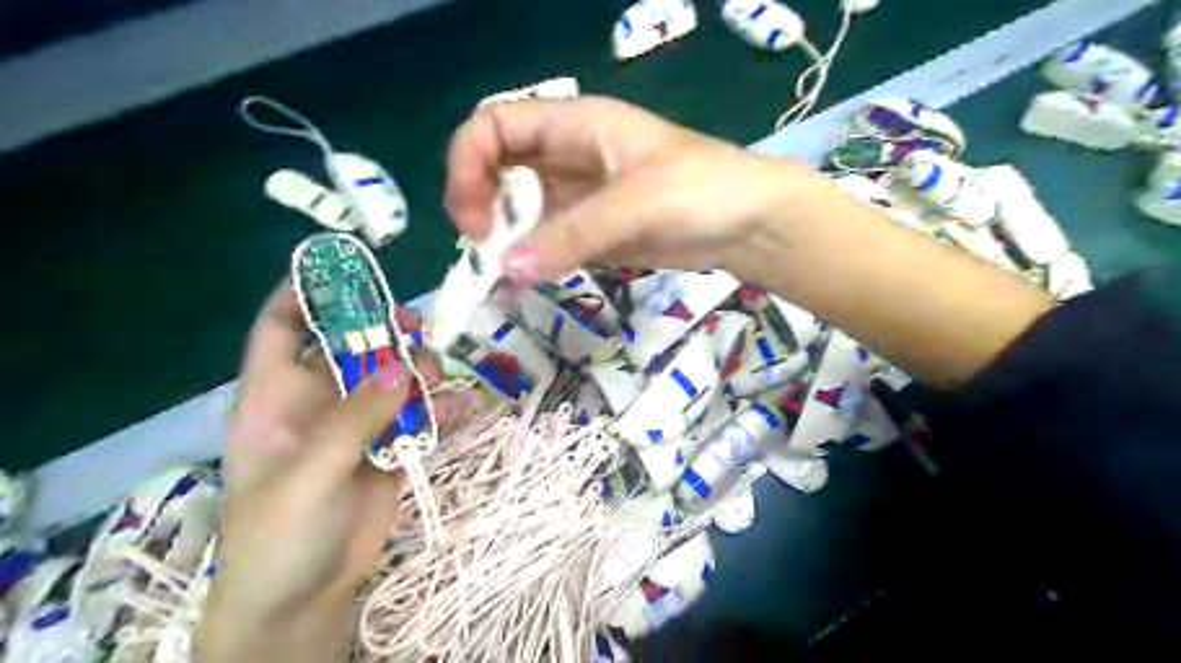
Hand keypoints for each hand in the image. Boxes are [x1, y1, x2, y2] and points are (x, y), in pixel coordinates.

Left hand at [200, 283, 439, 662]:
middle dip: (381, 330)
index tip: (344, 269)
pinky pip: (419, 413)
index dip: (303, 293)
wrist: (306, 598)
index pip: (281, 328)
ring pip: (392, 376)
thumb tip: (401, 369)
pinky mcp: (390, 445)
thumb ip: (354, 419)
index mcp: (277, 397)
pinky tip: (465, 405)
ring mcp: (358, 423)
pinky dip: (443, 407)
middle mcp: (319, 401)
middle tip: (415, 327)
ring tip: (438, 378)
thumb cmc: (281, 534)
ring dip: (418, 369)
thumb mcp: (308, 474)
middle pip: (350, 345)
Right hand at [443, 95, 812, 281]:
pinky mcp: (591, 233)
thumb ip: (574, 234)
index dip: (468, 163)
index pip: (494, 125)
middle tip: (482, 247)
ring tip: (496, 275)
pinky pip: (545, 242)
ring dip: (501, 239)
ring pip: (518, 210)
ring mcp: (579, 198)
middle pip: (496, 169)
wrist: (751, 225)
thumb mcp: (638, 203)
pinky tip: (520, 284)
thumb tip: (507, 268)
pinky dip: (528, 261)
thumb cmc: (703, 191)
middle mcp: (567, 157)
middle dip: (477, 203)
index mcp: (574, 125)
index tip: (472, 215)